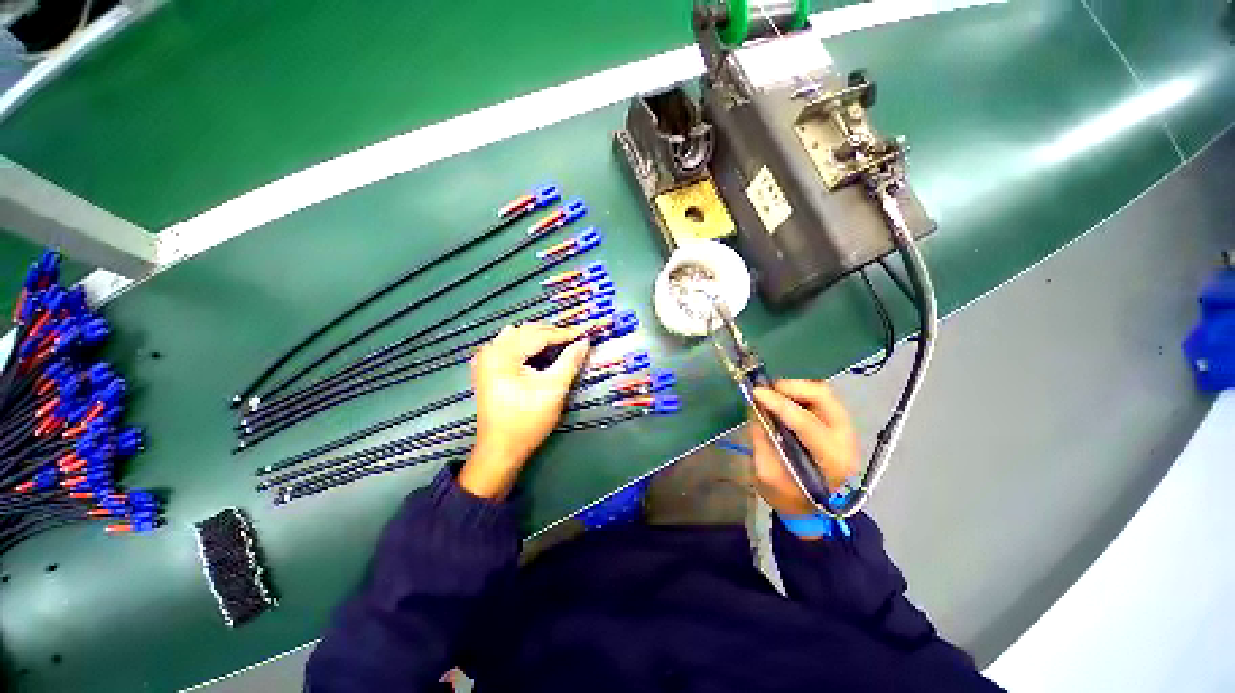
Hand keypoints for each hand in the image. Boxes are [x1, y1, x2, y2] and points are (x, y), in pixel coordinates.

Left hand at [458, 323, 591, 498]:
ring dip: (540, 337)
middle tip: (576, 337)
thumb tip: (584, 342)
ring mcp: (485, 359)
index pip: (539, 335)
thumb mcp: (554, 390)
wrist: (500, 449)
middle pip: (527, 332)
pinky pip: (510, 345)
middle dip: (553, 333)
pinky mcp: (487, 368)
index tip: (586, 331)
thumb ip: (570, 362)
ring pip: (518, 336)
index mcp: (503, 354)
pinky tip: (540, 351)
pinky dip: (528, 345)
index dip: (565, 333)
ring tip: (562, 342)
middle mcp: (490, 350)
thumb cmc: (528, 421)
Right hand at [749, 379, 859, 516]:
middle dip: (791, 387)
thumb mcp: (766, 473)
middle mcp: (846, 441)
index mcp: (831, 460)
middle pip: (823, 397)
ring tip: (772, 394)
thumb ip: (761, 437)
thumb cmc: (787, 496)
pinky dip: (799, 393)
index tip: (756, 392)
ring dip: (795, 388)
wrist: (809, 510)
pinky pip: (820, 398)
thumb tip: (756, 406)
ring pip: (823, 393)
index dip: (779, 404)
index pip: (806, 422)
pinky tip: (783, 400)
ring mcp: (847, 430)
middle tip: (767, 390)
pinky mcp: (840, 424)